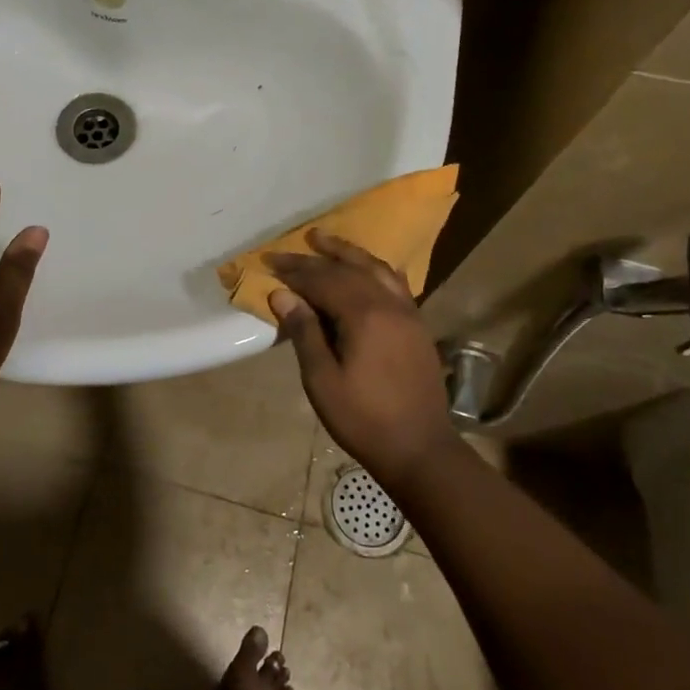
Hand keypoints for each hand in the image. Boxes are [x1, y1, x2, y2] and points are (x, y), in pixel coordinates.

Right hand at [267, 231, 459, 488]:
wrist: (421, 449)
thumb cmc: (363, 419)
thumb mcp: (322, 380)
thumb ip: (304, 332)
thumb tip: (282, 294)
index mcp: (364, 316)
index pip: (322, 280)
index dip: (294, 270)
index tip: (269, 261)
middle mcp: (388, 304)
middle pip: (346, 269)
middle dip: (313, 259)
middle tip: (286, 251)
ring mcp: (408, 311)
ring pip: (374, 268)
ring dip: (347, 252)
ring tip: (323, 240)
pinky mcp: (417, 323)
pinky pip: (394, 282)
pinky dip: (374, 268)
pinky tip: (366, 267)